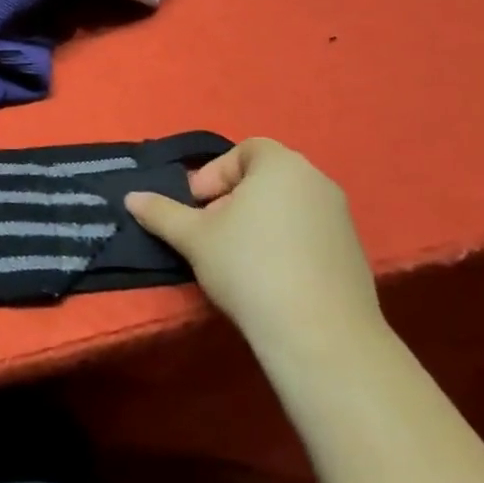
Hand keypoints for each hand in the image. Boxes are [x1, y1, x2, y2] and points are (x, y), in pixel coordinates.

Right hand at [125, 139, 382, 357]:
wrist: (319, 333)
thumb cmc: (249, 267)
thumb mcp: (193, 237)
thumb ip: (161, 212)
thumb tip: (131, 197)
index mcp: (282, 165)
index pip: (246, 149)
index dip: (215, 173)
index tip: (197, 206)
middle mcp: (317, 181)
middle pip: (266, 178)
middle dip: (232, 199)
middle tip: (210, 232)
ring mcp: (340, 217)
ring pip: (287, 207)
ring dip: (257, 223)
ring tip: (235, 259)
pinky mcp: (353, 253)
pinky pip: (309, 234)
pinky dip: (284, 245)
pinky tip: (268, 280)